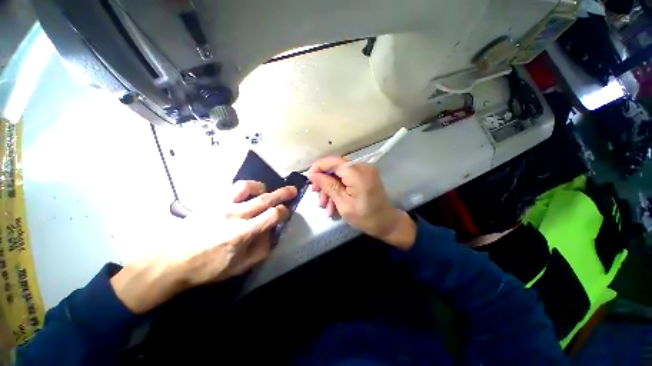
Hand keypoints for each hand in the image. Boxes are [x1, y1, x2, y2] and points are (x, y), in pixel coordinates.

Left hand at [110, 181, 296, 313]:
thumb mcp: (238, 267)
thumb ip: (261, 250)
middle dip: (283, 193)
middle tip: (293, 190)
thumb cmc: (206, 267)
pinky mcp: (211, 201)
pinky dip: (244, 188)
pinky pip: (231, 188)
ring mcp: (222, 205)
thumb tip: (271, 233)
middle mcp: (235, 215)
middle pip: (265, 199)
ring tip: (266, 191)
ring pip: (248, 187)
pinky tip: (246, 194)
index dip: (284, 212)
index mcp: (243, 233)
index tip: (286, 213)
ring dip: (261, 187)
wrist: (170, 259)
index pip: (272, 216)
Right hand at [308, 156, 415, 249]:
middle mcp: (362, 167)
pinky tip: (333, 204)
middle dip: (324, 181)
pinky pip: (347, 179)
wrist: (387, 223)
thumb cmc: (366, 217)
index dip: (319, 167)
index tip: (310, 179)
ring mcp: (364, 171)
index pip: (333, 161)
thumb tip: (314, 175)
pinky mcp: (364, 176)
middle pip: (336, 167)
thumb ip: (329, 186)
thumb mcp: (343, 204)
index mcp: (357, 173)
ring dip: (330, 188)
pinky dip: (339, 189)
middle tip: (317, 195)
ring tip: (325, 206)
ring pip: (340, 175)